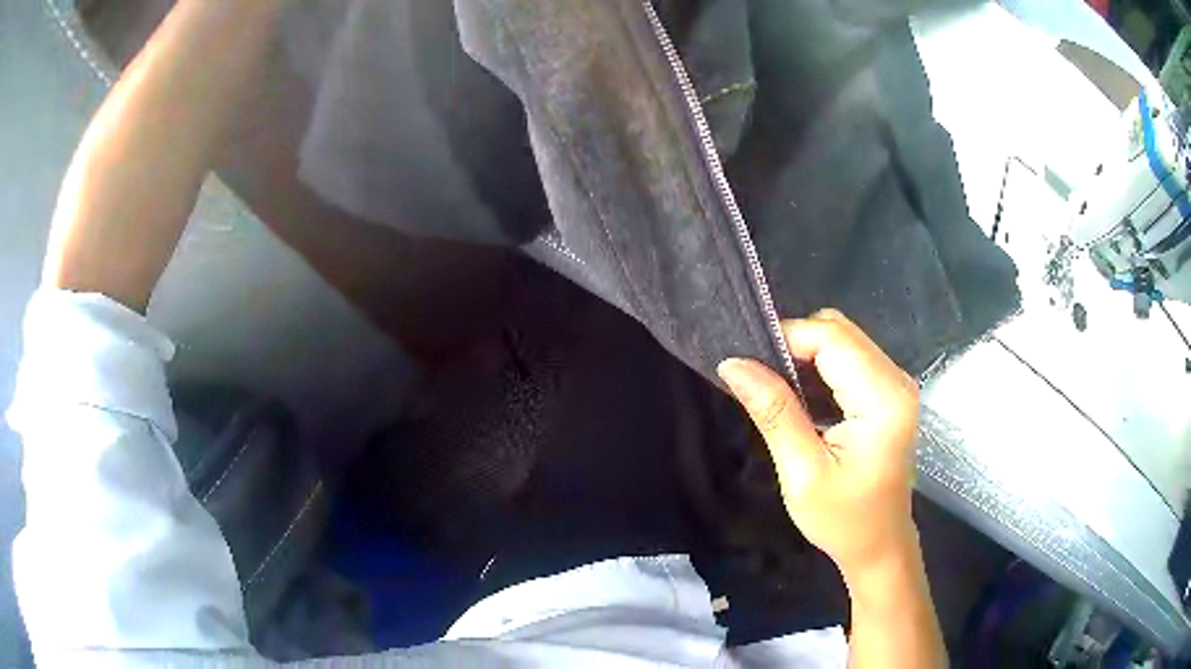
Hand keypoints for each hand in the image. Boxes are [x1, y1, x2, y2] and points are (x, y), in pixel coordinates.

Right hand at [717, 309, 919, 580]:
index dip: (786, 339)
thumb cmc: (844, 520)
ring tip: (776, 390)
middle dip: (794, 344)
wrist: (879, 545)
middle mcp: (896, 380)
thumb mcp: (802, 473)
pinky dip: (819, 367)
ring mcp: (895, 384)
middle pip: (839, 330)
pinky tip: (802, 397)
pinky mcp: (888, 392)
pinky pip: (849, 358)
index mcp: (883, 399)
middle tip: (759, 381)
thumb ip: (774, 412)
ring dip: (805, 355)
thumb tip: (733, 364)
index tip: (748, 366)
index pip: (831, 338)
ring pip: (842, 339)